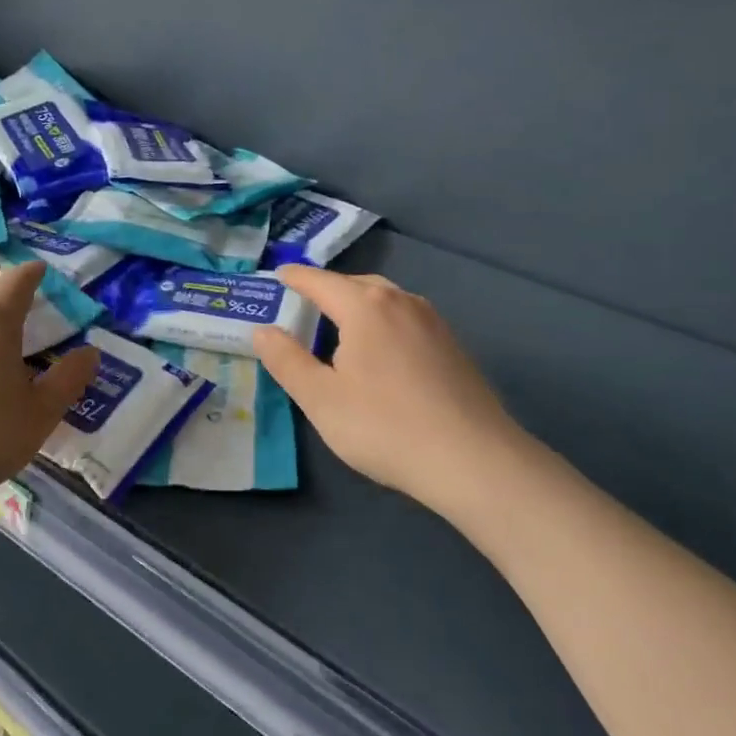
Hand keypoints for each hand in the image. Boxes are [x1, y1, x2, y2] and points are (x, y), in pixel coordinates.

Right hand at [252, 266, 536, 521]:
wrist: (473, 460)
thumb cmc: (385, 426)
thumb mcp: (321, 399)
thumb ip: (286, 360)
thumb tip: (262, 330)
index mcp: (365, 306)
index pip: (320, 281)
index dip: (295, 278)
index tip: (278, 275)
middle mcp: (401, 301)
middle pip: (356, 285)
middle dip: (328, 290)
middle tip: (303, 304)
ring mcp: (433, 322)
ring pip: (386, 301)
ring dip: (358, 305)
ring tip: (339, 326)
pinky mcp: (453, 346)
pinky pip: (406, 320)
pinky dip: (383, 323)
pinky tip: (381, 352)